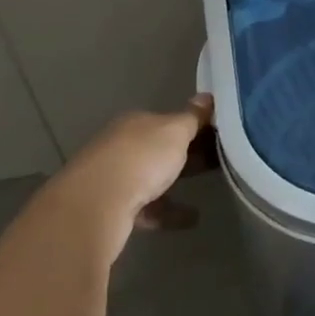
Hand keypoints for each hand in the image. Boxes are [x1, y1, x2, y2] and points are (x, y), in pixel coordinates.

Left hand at [55, 95, 215, 261]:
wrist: (94, 206)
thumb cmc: (141, 158)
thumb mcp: (175, 131)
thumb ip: (192, 117)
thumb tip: (207, 96)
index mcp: (136, 123)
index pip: (169, 120)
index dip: (194, 125)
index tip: (219, 134)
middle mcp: (122, 146)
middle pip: (161, 148)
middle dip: (187, 153)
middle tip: (219, 159)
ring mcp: (114, 178)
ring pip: (153, 178)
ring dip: (177, 182)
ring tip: (208, 188)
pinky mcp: (112, 209)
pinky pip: (148, 208)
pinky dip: (169, 212)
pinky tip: (192, 219)